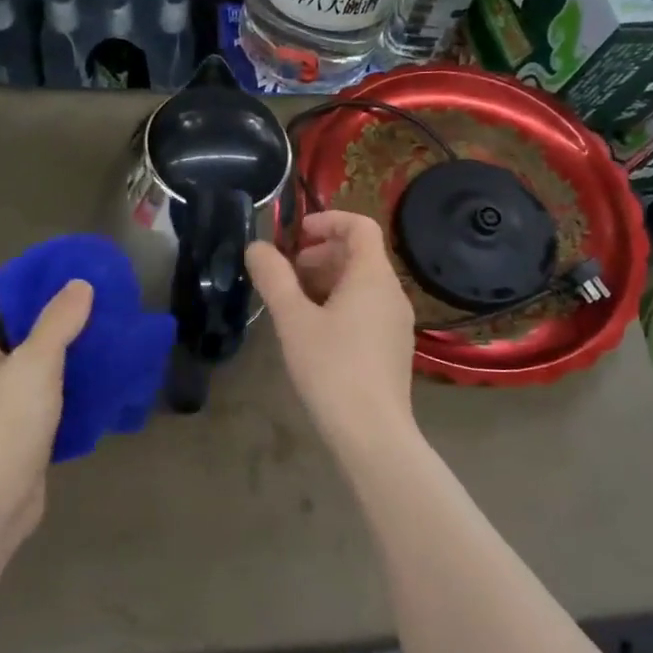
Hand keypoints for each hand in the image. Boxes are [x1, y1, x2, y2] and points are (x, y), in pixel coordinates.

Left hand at [0, 280, 93, 522]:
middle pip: (14, 331)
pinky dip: (63, 384)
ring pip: (29, 365)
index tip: (63, 273)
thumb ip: (58, 321)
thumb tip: (79, 285)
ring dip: (60, 351)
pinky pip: (39, 395)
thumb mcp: (36, 363)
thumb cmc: (6, 423)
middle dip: (49, 316)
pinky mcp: (12, 430)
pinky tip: (94, 377)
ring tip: (99, 334)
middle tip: (90, 302)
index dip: (25, 283)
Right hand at [246, 211, 416, 453]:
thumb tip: (256, 247)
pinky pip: (367, 309)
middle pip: (360, 255)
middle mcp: (392, 293)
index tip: (297, 235)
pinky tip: (315, 332)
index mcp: (373, 277)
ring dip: (327, 281)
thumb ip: (274, 278)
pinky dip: (340, 304)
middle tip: (287, 273)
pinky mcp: (392, 347)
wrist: (372, 432)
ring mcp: (396, 322)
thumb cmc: (331, 368)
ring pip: (362, 284)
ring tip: (294, 303)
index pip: (361, 226)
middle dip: (321, 254)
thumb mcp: (293, 320)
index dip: (328, 220)